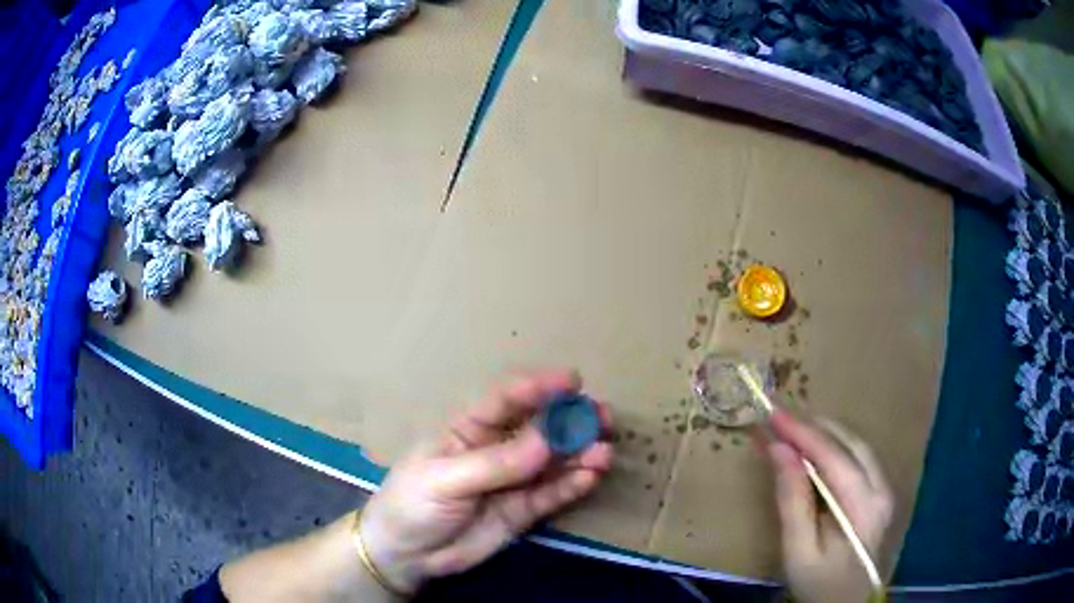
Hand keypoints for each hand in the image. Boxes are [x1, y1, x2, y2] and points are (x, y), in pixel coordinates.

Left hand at [359, 370, 614, 594]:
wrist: (406, 555)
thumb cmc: (413, 504)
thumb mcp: (445, 479)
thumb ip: (496, 464)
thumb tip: (547, 442)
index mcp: (469, 430)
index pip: (506, 400)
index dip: (538, 387)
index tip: (572, 381)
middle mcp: (497, 450)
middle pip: (539, 428)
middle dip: (571, 420)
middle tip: (603, 416)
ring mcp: (513, 481)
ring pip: (553, 461)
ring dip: (580, 453)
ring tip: (604, 451)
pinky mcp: (523, 511)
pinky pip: (552, 494)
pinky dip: (573, 484)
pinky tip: (591, 476)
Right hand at [767, 412, 893, 602]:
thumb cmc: (819, 584)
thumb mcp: (798, 550)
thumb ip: (792, 501)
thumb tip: (779, 450)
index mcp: (864, 506)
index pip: (834, 456)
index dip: (803, 432)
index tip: (772, 414)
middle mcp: (881, 488)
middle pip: (850, 443)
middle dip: (813, 427)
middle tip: (777, 419)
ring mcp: (883, 489)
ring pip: (854, 446)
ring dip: (822, 434)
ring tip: (789, 429)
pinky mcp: (877, 493)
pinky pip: (855, 459)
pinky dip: (830, 448)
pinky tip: (810, 450)